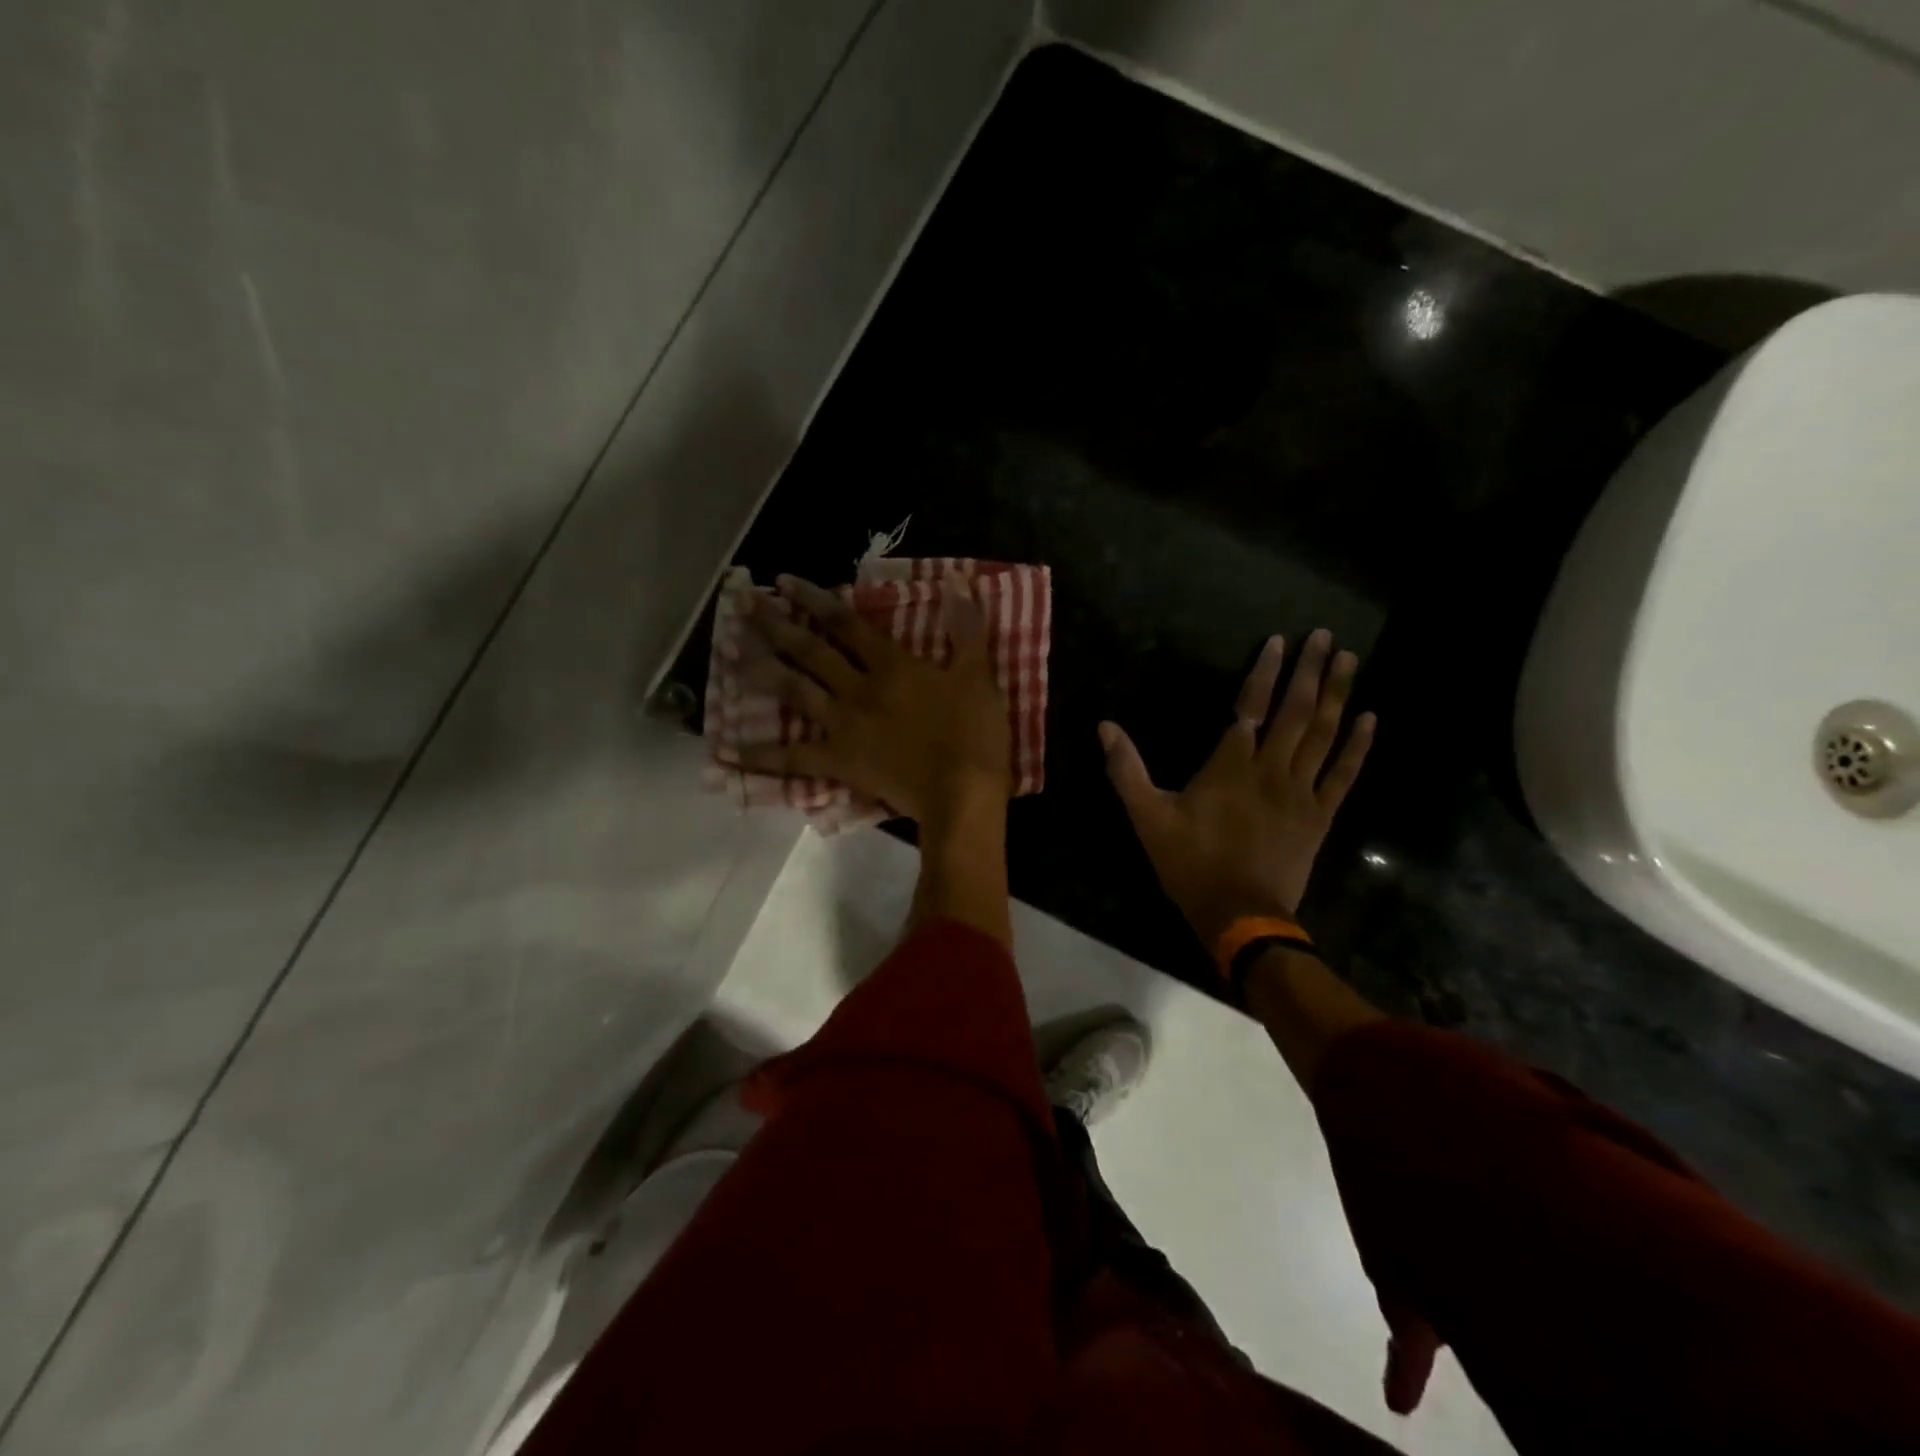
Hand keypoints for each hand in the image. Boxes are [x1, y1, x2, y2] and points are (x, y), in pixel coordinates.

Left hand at [718, 574, 1010, 825]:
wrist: (961, 795)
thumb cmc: (973, 735)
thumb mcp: (978, 676)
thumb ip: (966, 631)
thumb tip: (958, 586)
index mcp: (891, 666)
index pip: (846, 624)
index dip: (815, 599)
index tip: (784, 581)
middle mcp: (858, 689)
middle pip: (811, 651)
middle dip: (778, 624)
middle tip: (745, 605)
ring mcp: (843, 726)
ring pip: (796, 692)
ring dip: (763, 670)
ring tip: (731, 652)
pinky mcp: (839, 762)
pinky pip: (792, 758)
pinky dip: (759, 756)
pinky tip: (726, 751)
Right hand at [1100, 629, 1374, 946]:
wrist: (1240, 915)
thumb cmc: (1190, 863)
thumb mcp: (1147, 817)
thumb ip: (1127, 770)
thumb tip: (1105, 727)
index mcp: (1230, 766)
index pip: (1250, 706)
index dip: (1264, 672)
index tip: (1279, 641)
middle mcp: (1271, 769)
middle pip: (1295, 712)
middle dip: (1310, 671)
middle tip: (1327, 637)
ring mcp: (1300, 792)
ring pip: (1323, 735)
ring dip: (1336, 695)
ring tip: (1350, 661)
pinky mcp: (1320, 816)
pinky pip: (1343, 774)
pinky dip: (1358, 746)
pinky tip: (1370, 719)